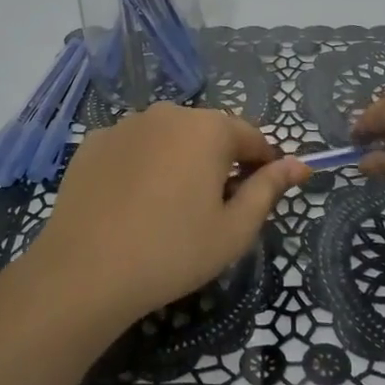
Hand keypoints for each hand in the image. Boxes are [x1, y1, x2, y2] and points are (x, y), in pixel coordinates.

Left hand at [26, 103, 310, 326]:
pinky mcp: (94, 142)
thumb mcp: (234, 230)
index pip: (252, 137)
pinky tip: (133, 203)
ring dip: (179, 160)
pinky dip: (142, 165)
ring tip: (170, 208)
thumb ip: (268, 190)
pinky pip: (133, 147)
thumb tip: (299, 164)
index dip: (263, 164)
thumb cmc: (173, 252)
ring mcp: (126, 124)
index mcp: (208, 128)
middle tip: (214, 209)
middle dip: (219, 162)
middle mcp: (168, 113)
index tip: (261, 195)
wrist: (85, 271)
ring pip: (168, 137)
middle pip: (209, 133)